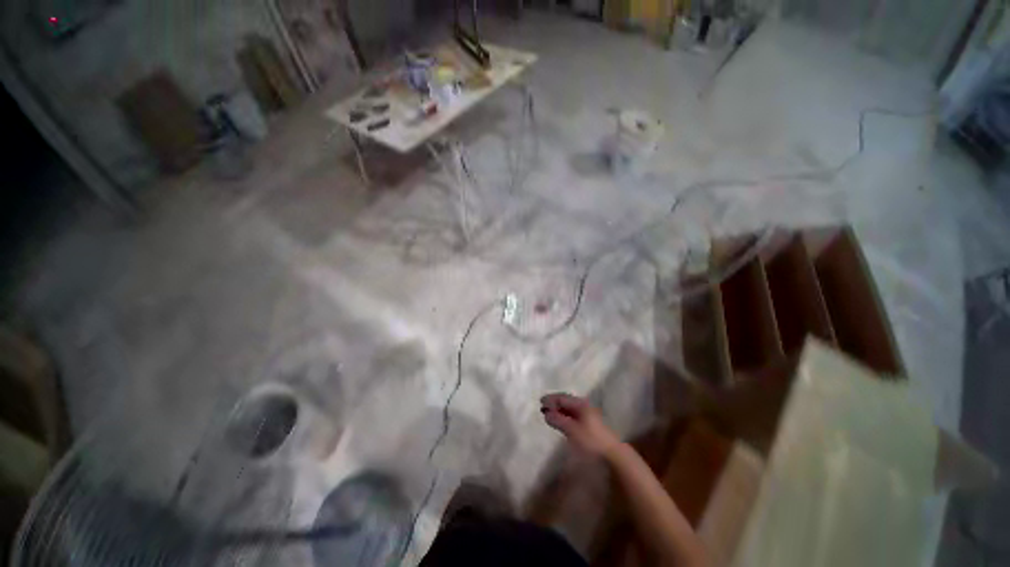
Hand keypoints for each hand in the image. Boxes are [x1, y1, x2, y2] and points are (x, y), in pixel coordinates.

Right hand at [540, 393, 621, 458]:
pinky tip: (561, 421)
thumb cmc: (591, 440)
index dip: (551, 399)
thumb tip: (546, 413)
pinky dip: (564, 416)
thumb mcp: (572, 430)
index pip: (562, 398)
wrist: (612, 453)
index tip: (540, 402)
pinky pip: (573, 415)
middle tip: (543, 407)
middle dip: (554, 403)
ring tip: (549, 413)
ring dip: (559, 410)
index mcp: (580, 404)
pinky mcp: (589, 423)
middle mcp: (584, 406)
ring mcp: (587, 414)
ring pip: (570, 408)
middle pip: (566, 401)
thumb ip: (558, 420)